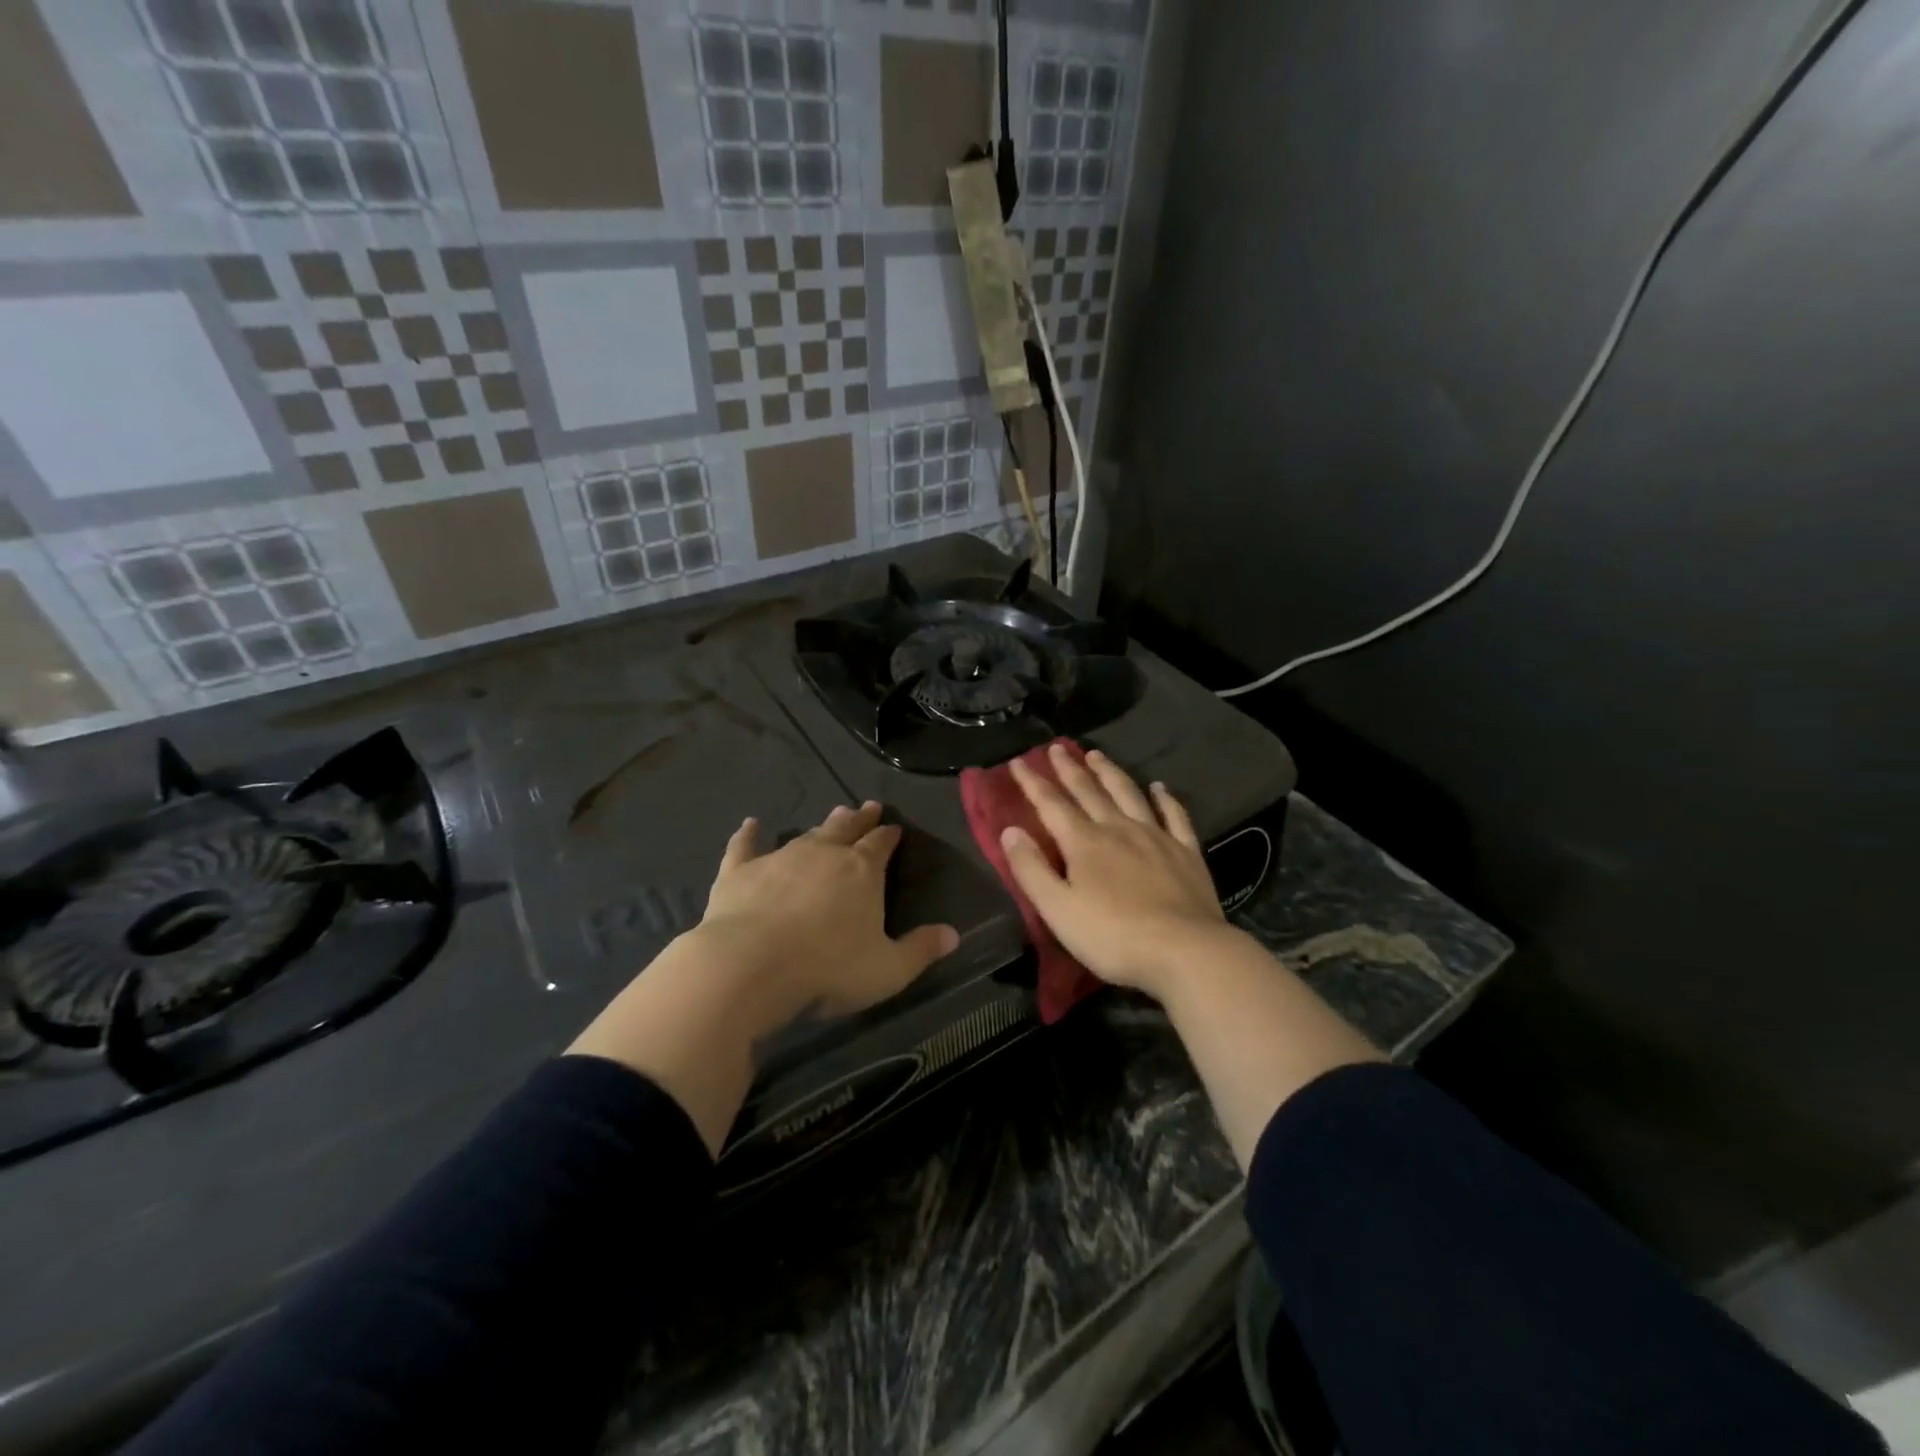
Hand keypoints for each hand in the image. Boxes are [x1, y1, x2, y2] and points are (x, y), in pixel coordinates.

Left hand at [568, 801, 957, 1155]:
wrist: (750, 966)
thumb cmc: (827, 969)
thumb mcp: (887, 970)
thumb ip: (920, 950)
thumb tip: (953, 935)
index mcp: (862, 871)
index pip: (881, 845)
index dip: (889, 835)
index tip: (894, 827)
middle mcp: (824, 854)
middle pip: (846, 829)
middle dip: (859, 819)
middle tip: (866, 807)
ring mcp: (780, 858)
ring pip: (806, 834)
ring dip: (821, 825)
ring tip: (831, 815)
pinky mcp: (740, 872)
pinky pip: (745, 847)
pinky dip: (748, 835)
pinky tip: (750, 824)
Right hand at [1000, 746, 1227, 999]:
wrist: (1185, 951)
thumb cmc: (1113, 936)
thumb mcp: (1058, 909)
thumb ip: (1031, 869)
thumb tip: (1010, 831)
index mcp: (1084, 843)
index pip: (1051, 804)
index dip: (1032, 782)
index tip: (1018, 761)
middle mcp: (1118, 828)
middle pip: (1089, 791)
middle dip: (1069, 768)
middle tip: (1057, 747)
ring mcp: (1156, 837)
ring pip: (1128, 793)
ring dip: (1110, 772)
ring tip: (1097, 755)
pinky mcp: (1186, 852)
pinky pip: (1174, 815)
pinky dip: (1165, 798)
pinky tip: (1159, 787)